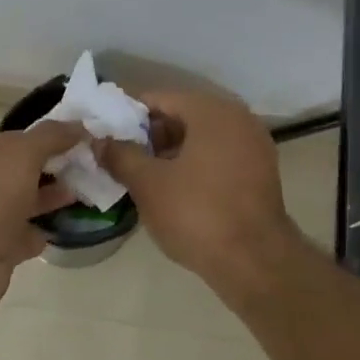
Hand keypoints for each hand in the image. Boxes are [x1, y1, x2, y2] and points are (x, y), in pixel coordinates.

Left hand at [0, 121, 83, 317]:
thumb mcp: (21, 155)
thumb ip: (50, 137)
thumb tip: (78, 126)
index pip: (10, 140)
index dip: (43, 138)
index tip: (77, 141)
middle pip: (14, 171)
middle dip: (48, 169)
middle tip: (84, 168)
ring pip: (19, 203)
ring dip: (47, 198)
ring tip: (80, 194)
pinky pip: (19, 235)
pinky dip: (37, 231)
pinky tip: (59, 228)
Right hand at [95, 90, 301, 299]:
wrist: (254, 262)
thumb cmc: (196, 214)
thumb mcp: (147, 184)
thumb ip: (120, 156)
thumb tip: (99, 142)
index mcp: (212, 112)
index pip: (160, 98)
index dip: (128, 113)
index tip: (106, 132)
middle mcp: (238, 119)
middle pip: (183, 115)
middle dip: (150, 134)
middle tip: (120, 155)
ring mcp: (254, 146)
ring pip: (201, 137)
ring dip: (170, 151)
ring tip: (141, 173)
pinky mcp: (260, 173)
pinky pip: (218, 156)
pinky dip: (193, 164)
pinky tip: (171, 187)